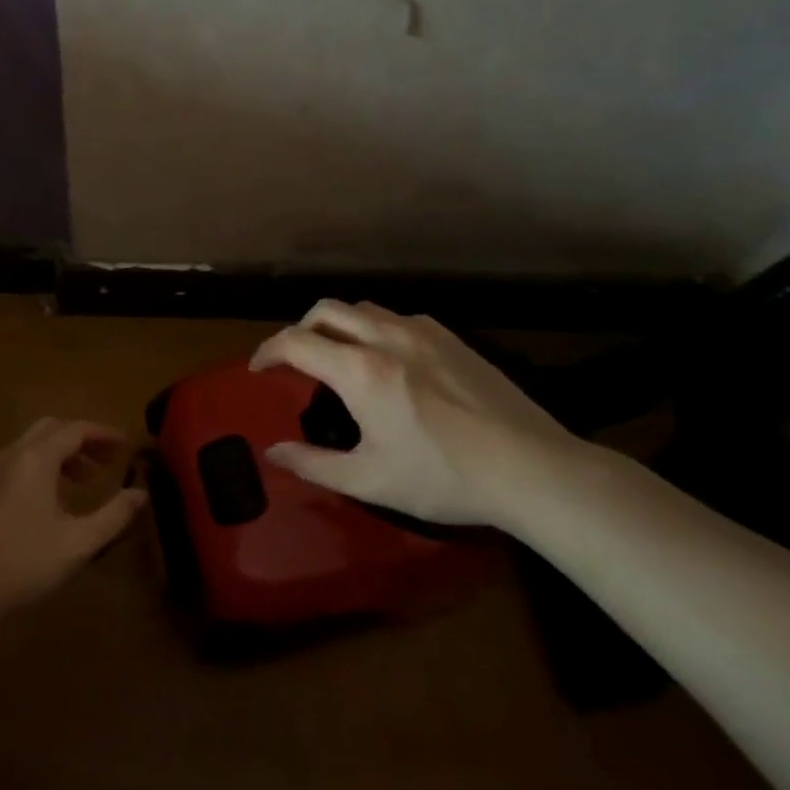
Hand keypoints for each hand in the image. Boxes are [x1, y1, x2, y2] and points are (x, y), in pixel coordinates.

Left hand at [0, 418, 147, 619]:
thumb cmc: (24, 562)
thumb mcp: (78, 543)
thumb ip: (113, 516)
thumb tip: (141, 494)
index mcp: (36, 458)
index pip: (75, 429)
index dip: (103, 433)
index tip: (126, 444)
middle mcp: (12, 454)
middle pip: (51, 428)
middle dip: (82, 439)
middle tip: (107, 460)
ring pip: (32, 445)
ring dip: (61, 453)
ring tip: (85, 482)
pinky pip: (17, 462)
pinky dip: (41, 466)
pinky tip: (51, 500)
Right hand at [250, 300, 593, 532]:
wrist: (532, 469)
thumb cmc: (443, 477)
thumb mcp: (370, 480)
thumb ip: (313, 464)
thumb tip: (273, 452)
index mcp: (361, 371)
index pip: (296, 342)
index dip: (267, 352)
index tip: (258, 370)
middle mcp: (387, 338)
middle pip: (326, 310)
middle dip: (299, 329)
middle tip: (294, 361)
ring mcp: (424, 333)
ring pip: (363, 309)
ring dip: (337, 325)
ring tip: (338, 357)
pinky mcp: (453, 338)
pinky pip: (398, 318)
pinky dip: (374, 329)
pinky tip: (388, 360)